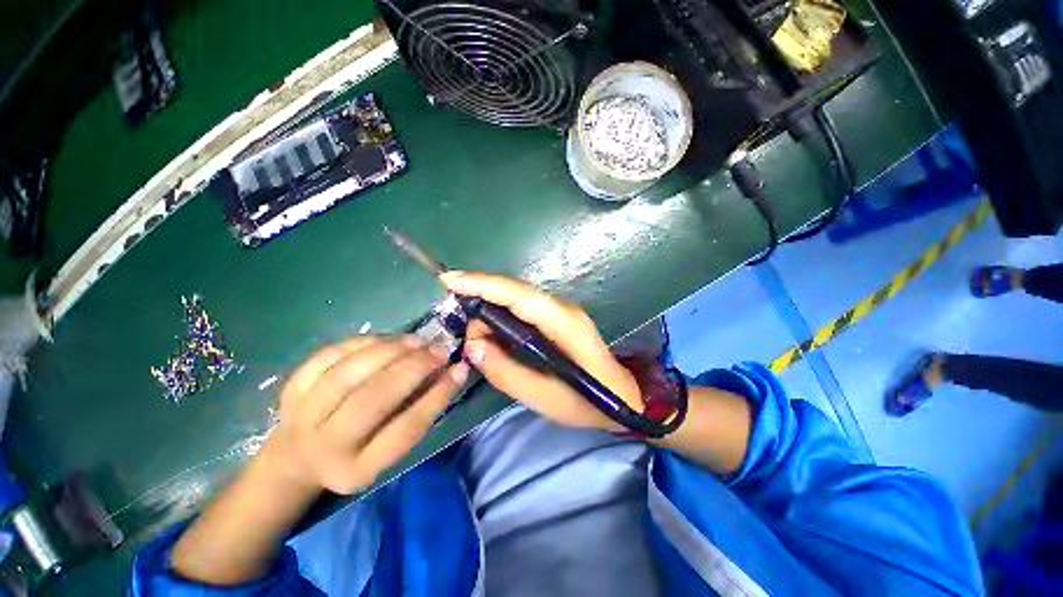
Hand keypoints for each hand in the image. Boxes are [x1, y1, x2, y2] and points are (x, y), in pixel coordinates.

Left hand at [264, 335, 468, 494]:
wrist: (298, 457)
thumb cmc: (359, 452)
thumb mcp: (390, 448)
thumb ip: (420, 411)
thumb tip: (453, 371)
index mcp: (359, 469)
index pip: (405, 429)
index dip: (438, 395)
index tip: (460, 369)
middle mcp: (326, 446)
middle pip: (373, 399)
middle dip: (413, 367)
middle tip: (439, 350)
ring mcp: (302, 415)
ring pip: (349, 373)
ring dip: (390, 350)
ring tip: (416, 341)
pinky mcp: (291, 389)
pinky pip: (329, 356)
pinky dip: (364, 343)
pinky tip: (386, 340)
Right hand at [440, 271, 641, 431]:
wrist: (625, 397)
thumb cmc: (587, 401)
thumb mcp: (543, 397)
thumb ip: (505, 372)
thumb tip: (472, 345)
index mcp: (561, 322)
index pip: (516, 293)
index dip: (481, 283)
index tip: (448, 280)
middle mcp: (561, 308)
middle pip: (513, 291)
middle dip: (481, 300)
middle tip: (464, 334)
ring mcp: (562, 310)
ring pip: (517, 298)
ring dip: (491, 311)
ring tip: (478, 341)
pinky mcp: (559, 318)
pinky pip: (523, 308)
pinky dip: (503, 316)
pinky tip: (494, 334)